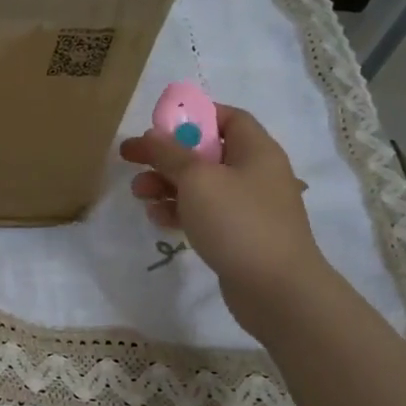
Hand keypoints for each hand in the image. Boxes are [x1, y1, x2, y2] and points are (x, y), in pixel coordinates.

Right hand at [120, 105, 333, 336]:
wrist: (276, 289)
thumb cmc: (238, 222)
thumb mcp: (197, 180)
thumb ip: (170, 154)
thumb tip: (152, 135)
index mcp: (256, 150)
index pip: (228, 118)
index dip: (194, 116)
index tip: (159, 125)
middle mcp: (255, 173)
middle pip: (205, 152)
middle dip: (166, 155)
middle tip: (129, 158)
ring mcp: (248, 206)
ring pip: (200, 185)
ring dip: (166, 185)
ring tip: (139, 194)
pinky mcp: (238, 235)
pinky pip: (204, 213)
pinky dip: (179, 211)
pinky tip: (157, 218)